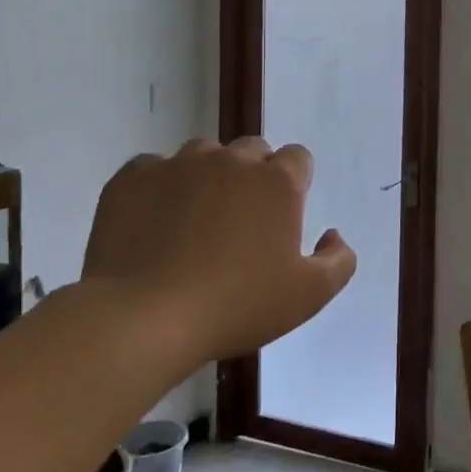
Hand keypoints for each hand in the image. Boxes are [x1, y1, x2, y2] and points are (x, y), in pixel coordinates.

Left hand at [81, 137, 355, 369]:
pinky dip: (159, 188)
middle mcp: (231, 160)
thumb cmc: (236, 306)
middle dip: (253, 177)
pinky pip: (153, 169)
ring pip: (203, 156)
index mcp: (276, 181)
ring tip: (194, 222)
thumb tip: (333, 235)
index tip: (282, 217)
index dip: (294, 183)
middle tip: (241, 223)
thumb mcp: (309, 296)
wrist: (143, 319)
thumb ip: (338, 261)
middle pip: (252, 151)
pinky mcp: (132, 178)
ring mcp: (178, 165)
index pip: (298, 158)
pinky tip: (154, 224)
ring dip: (207, 178)